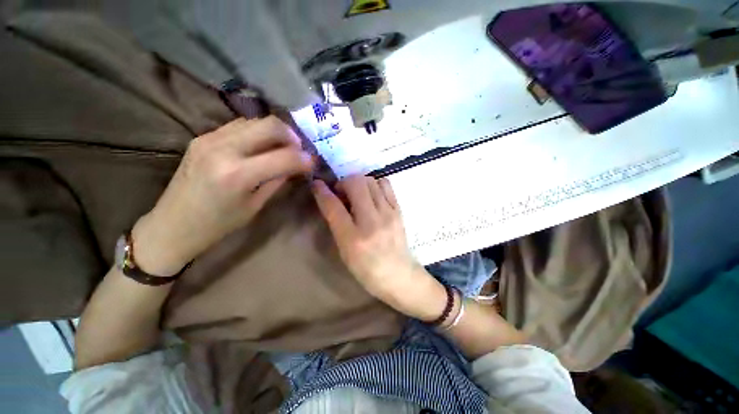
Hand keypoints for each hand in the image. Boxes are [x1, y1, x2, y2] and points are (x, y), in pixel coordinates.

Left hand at [133, 117, 313, 275]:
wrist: (173, 225)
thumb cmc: (218, 224)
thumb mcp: (255, 205)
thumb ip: (278, 180)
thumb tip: (296, 165)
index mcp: (238, 174)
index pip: (285, 156)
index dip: (305, 159)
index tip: (312, 163)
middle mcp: (223, 148)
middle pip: (270, 125)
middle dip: (292, 136)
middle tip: (299, 151)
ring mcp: (210, 138)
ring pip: (255, 121)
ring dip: (275, 133)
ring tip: (283, 148)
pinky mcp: (203, 136)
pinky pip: (239, 125)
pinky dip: (257, 132)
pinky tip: (261, 147)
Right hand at [312, 175, 446, 320]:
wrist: (399, 275)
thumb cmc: (367, 269)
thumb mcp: (345, 251)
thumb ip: (337, 224)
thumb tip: (332, 199)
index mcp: (353, 238)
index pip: (333, 206)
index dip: (322, 191)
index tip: (317, 184)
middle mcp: (371, 222)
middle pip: (356, 184)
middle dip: (344, 182)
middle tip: (342, 193)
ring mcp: (388, 213)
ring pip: (371, 180)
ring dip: (359, 182)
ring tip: (358, 194)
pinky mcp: (399, 210)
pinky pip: (386, 184)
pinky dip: (375, 184)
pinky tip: (372, 196)